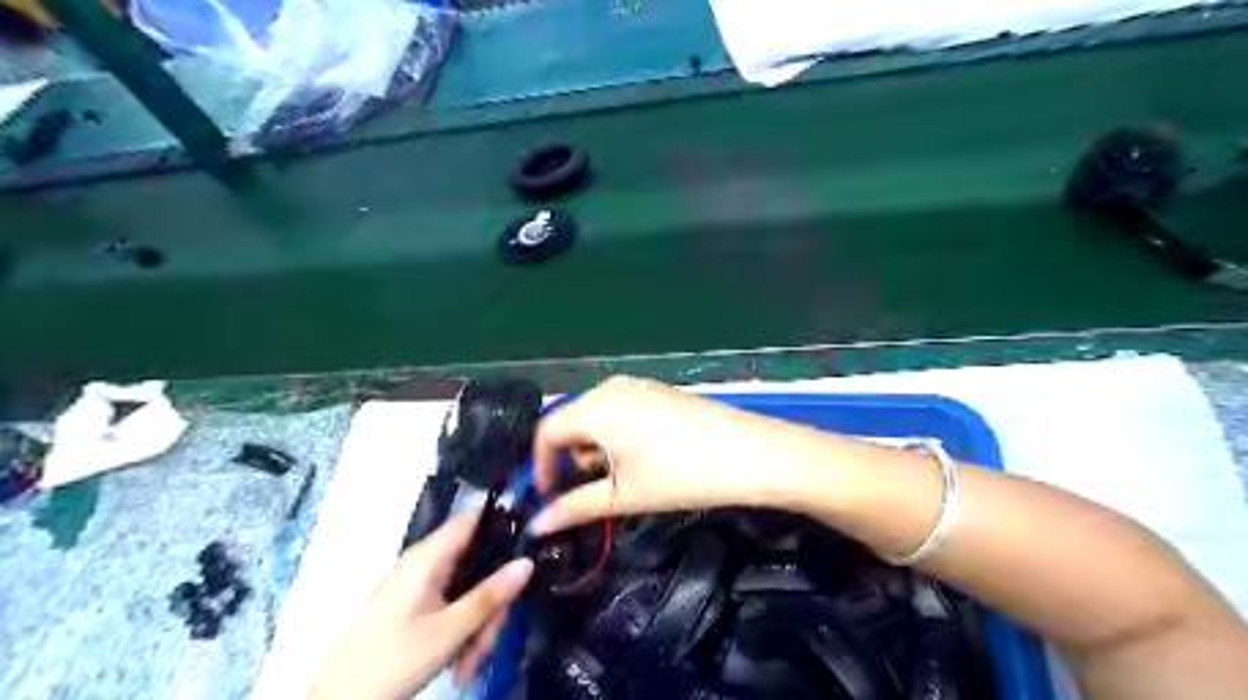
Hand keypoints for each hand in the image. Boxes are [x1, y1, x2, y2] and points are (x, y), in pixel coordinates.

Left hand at [308, 515, 533, 699]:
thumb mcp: (450, 630)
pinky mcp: (418, 608)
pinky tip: (461, 665)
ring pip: (469, 591)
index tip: (529, 550)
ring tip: (471, 664)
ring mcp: (422, 587)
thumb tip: (528, 562)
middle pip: (478, 565)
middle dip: (491, 603)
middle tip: (491, 638)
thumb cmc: (394, 659)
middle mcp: (427, 564)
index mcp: (430, 557)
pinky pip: (454, 608)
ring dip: (478, 627)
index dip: (504, 528)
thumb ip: (490, 595)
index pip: (474, 521)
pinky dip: (463, 633)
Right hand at [526, 376, 787, 534]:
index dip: (540, 466)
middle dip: (569, 459)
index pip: (546, 431)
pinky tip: (641, 459)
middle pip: (571, 422)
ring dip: (594, 449)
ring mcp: (638, 386)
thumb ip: (574, 508)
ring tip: (617, 480)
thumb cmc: (678, 475)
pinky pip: (621, 411)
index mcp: (594, 407)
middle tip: (584, 493)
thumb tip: (536, 526)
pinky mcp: (659, 392)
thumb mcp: (623, 495)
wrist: (748, 453)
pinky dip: (617, 436)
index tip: (549, 497)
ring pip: (597, 417)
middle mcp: (610, 388)